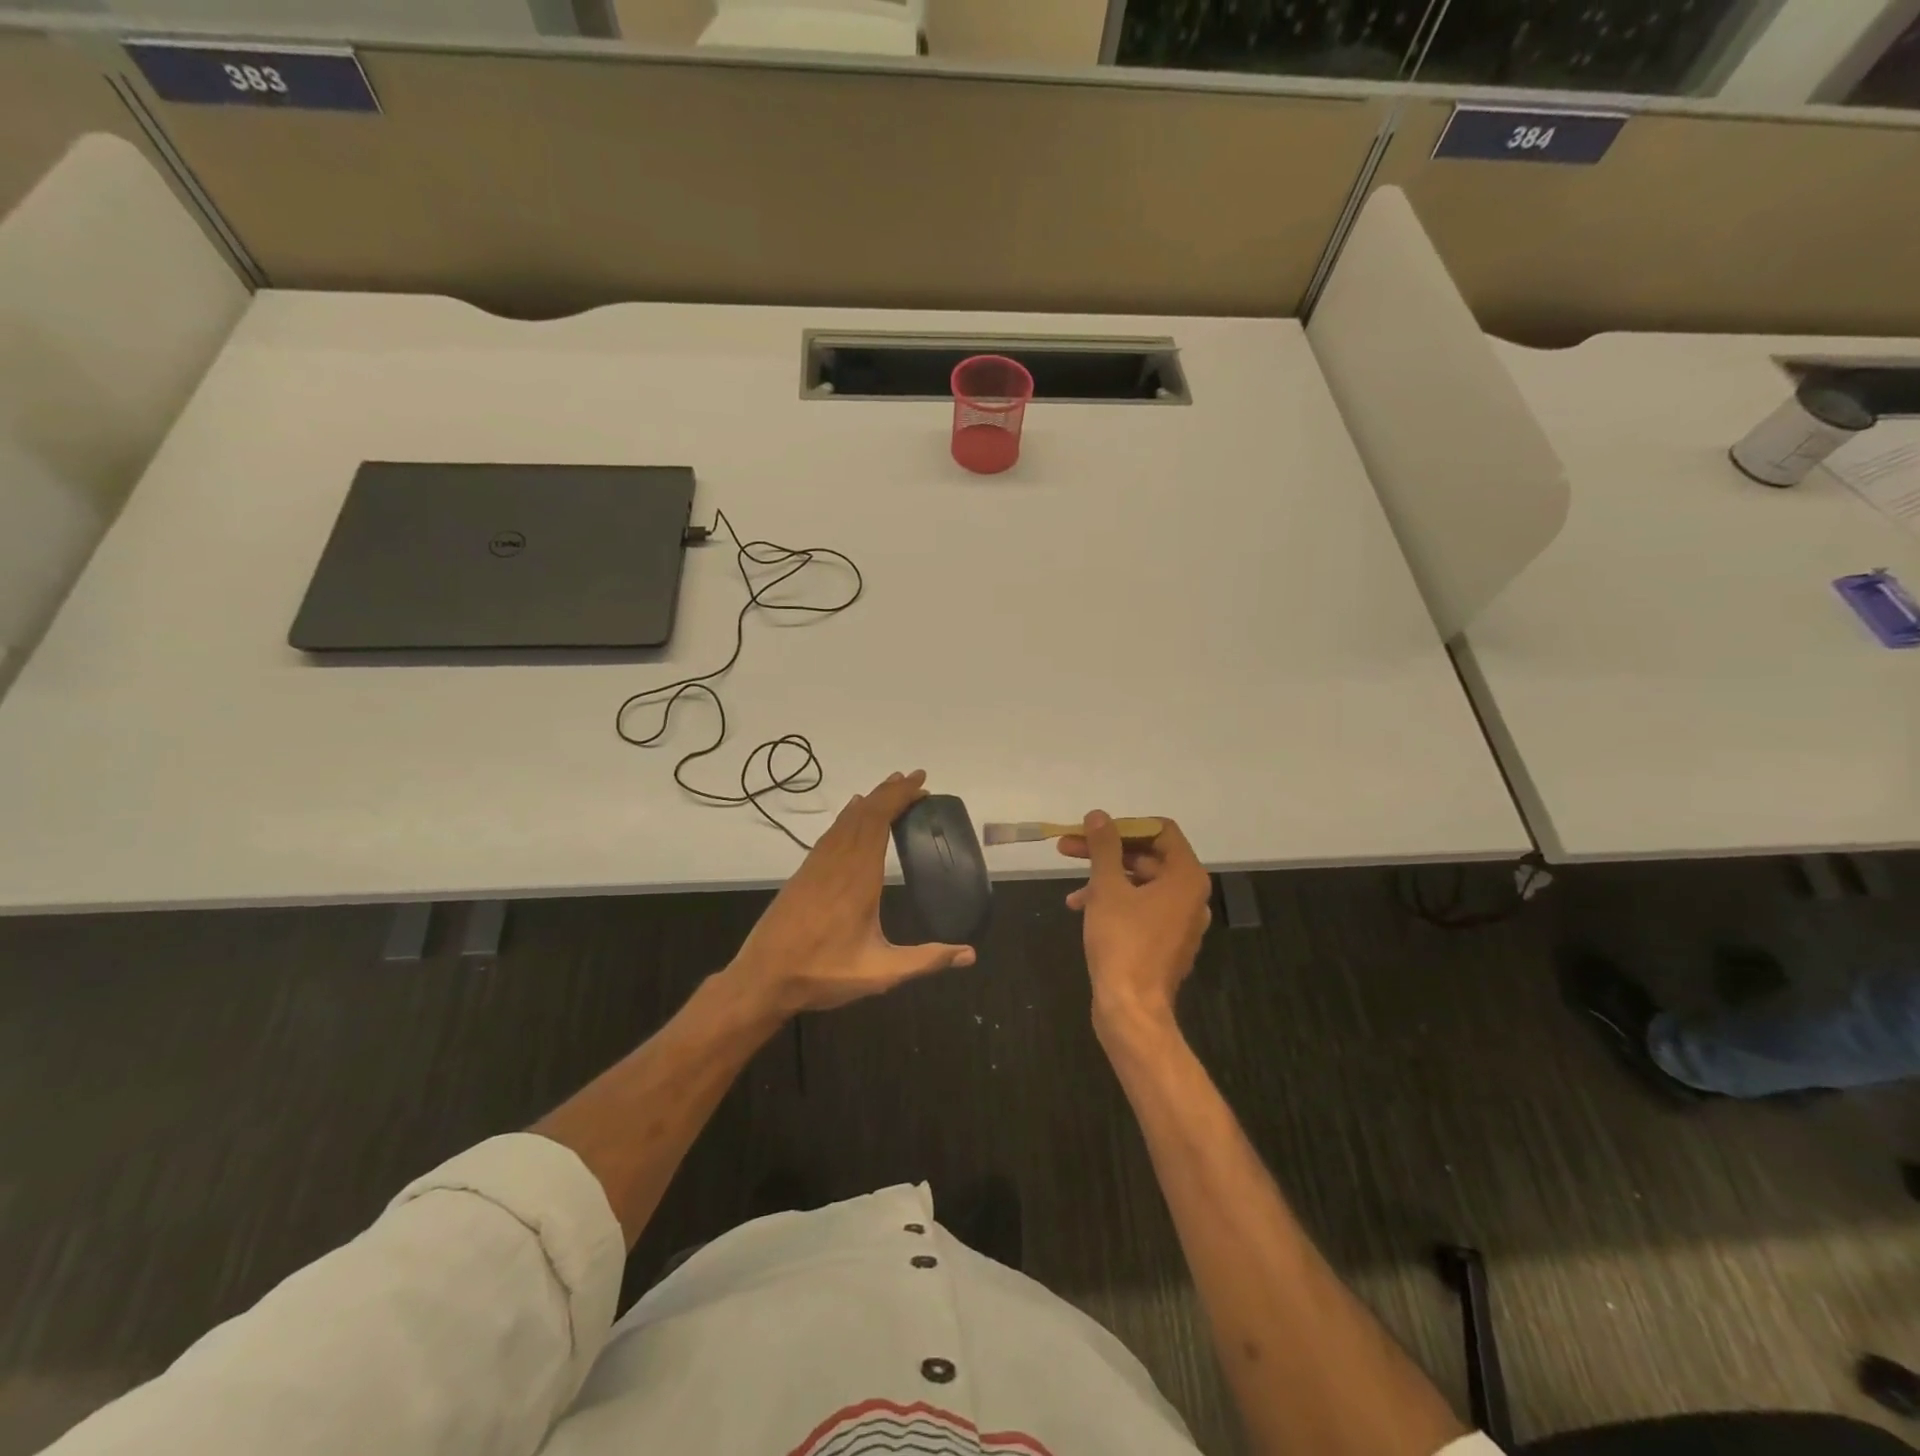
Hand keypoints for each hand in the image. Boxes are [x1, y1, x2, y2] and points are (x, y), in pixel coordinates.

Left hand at [723, 770, 975, 1016]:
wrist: (762, 979)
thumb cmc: (823, 974)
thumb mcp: (881, 973)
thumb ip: (925, 960)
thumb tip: (970, 954)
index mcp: (858, 877)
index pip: (879, 821)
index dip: (899, 797)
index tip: (920, 783)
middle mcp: (837, 862)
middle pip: (864, 814)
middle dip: (890, 792)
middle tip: (915, 779)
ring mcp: (816, 866)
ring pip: (845, 820)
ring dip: (870, 801)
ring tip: (890, 789)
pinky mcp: (804, 874)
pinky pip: (830, 833)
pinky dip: (848, 816)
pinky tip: (852, 815)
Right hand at [1059, 811, 1210, 1026]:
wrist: (1131, 1010)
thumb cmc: (1123, 943)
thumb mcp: (1107, 889)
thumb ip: (1104, 847)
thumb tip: (1098, 815)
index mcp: (1186, 877)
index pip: (1160, 831)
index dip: (1124, 825)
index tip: (1092, 830)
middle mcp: (1190, 895)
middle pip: (1147, 856)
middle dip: (1105, 852)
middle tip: (1067, 848)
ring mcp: (1180, 920)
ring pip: (1140, 883)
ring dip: (1105, 879)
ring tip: (1071, 890)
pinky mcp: (1165, 941)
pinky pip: (1141, 908)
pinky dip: (1114, 902)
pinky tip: (1082, 909)